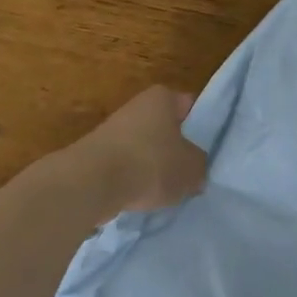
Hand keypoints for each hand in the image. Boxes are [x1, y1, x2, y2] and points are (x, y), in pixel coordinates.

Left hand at [47, 85, 208, 220]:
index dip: (200, 125)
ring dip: (152, 166)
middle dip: (174, 149)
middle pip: (164, 128)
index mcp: (162, 98)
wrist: (89, 184)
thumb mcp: (192, 168)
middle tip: (189, 171)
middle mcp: (135, 107)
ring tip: (165, 191)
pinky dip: (131, 180)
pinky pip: (124, 167)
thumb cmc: (150, 164)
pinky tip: (139, 198)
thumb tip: (195, 171)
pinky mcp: (93, 156)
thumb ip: (199, 166)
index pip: (189, 106)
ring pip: (143, 149)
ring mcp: (111, 131)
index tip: (206, 147)